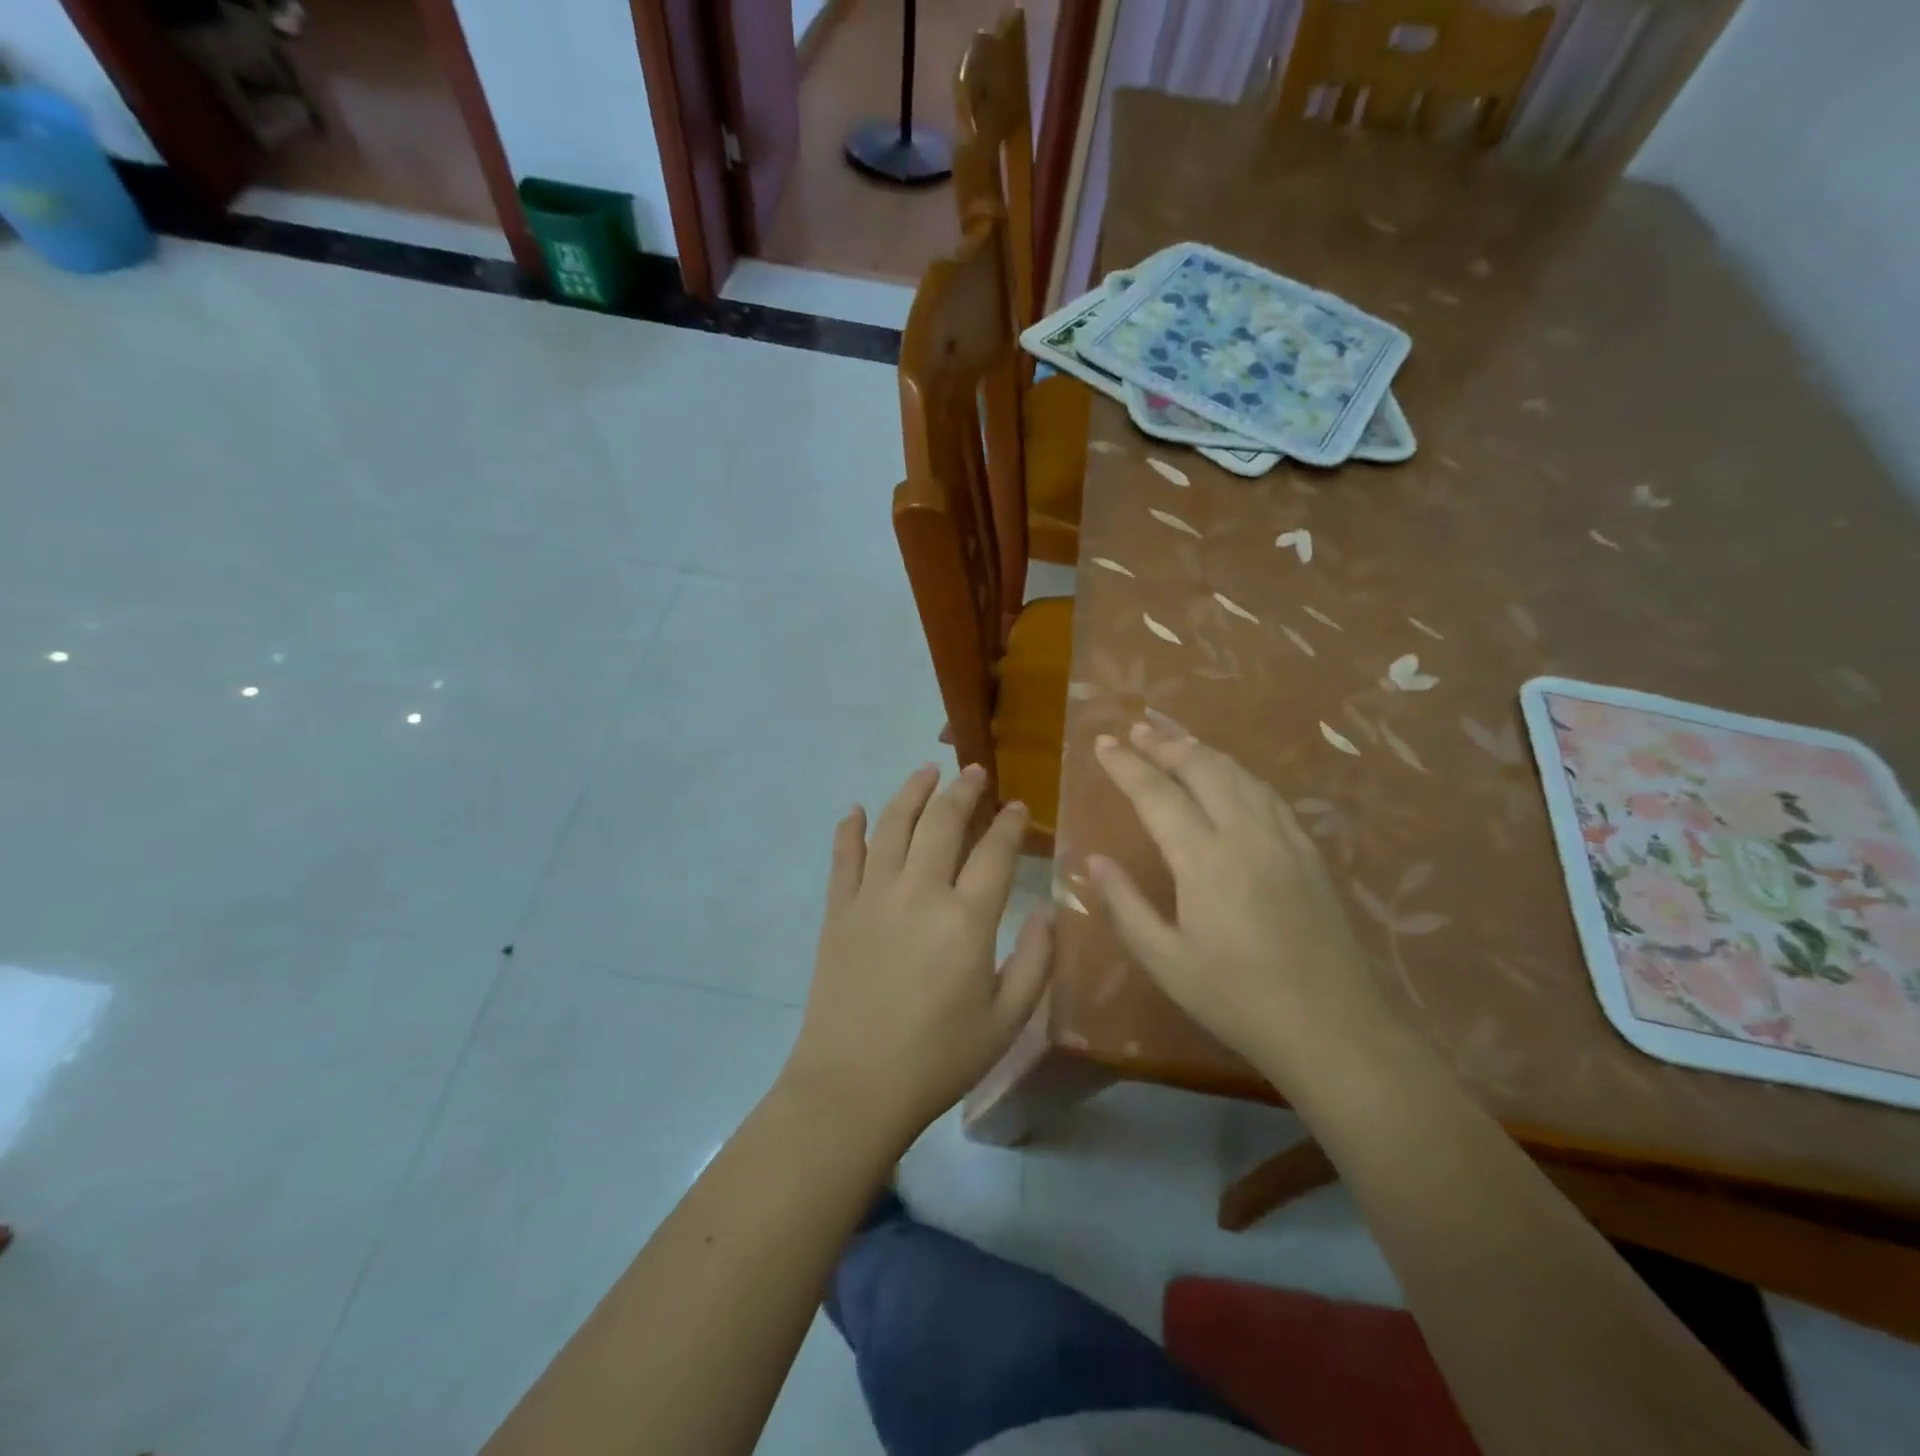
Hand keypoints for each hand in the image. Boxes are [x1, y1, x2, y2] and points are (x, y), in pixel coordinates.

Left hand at [783, 763, 1052, 1148]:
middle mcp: (919, 893)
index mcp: (966, 919)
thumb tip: (1048, 911)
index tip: (1017, 806)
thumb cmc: (938, 1058)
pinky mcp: (838, 911)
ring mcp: (872, 897)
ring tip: (926, 771)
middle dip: (963, 790)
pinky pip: (843, 857)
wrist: (854, 1085)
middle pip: (942, 822)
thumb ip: (1036, 961)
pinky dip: (850, 828)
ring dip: (911, 792)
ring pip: (893, 825)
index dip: (1009, 823)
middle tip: (975, 771)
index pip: (995, 851)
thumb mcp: (1007, 1020)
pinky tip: (856, 810)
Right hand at [1089, 723, 1392, 1086]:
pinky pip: (1268, 794)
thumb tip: (1092, 861)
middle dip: (1165, 744)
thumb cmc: (1237, 999)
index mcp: (1205, 861)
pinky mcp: (1309, 851)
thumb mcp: (1166, 962)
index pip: (1157, 794)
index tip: (1102, 744)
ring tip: (1174, 741)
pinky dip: (1238, 773)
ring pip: (1239, 773)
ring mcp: (1284, 839)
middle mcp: (1246, 834)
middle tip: (1136, 731)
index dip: (1127, 765)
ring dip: (1202, 751)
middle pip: (1202, 768)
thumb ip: (1125, 906)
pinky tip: (1228, 776)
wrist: (1332, 1027)